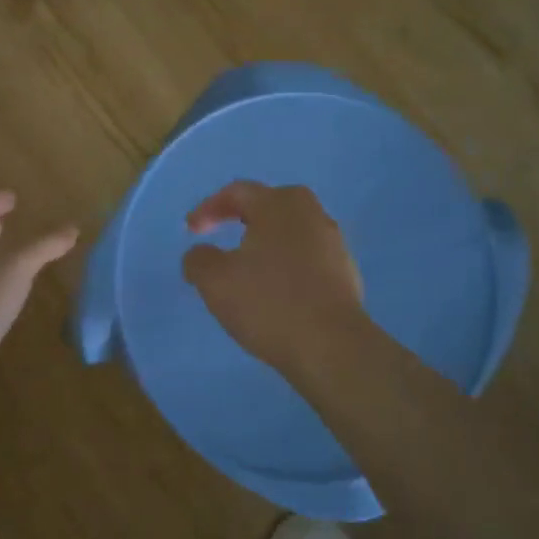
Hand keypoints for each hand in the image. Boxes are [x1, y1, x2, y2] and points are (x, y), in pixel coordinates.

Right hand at [183, 181, 367, 374]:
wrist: (332, 346)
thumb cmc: (269, 303)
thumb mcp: (215, 281)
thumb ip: (199, 259)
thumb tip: (200, 254)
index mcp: (278, 205)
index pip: (237, 192)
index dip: (208, 208)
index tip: (191, 231)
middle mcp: (310, 214)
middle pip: (271, 204)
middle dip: (243, 216)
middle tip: (225, 234)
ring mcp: (334, 243)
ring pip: (292, 231)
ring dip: (267, 242)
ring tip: (249, 266)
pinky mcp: (346, 272)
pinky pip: (308, 257)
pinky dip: (287, 264)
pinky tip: (276, 290)